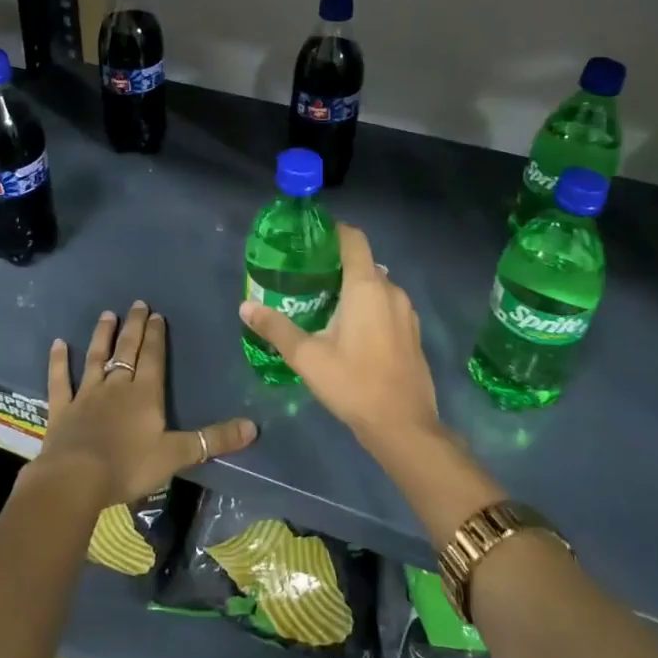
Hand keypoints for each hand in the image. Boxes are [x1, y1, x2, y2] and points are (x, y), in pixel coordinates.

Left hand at [34, 301, 257, 508]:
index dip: (157, 336)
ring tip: (107, 315)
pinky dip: (59, 361)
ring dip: (102, 336)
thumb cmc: (129, 466)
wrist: (76, 479)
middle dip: (134, 327)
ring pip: (96, 358)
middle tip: (137, 304)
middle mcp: (116, 386)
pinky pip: (60, 380)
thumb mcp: (177, 455)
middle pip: (127, 350)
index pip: (153, 358)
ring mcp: (86, 395)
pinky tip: (58, 344)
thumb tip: (253, 427)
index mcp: (145, 394)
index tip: (157, 314)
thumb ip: (213, 440)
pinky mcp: (62, 409)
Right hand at [240, 223, 439, 450]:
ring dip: (352, 288)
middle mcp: (391, 290)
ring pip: (376, 285)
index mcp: (367, 286)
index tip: (310, 238)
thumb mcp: (307, 356)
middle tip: (306, 275)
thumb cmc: (353, 383)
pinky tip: (349, 329)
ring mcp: (406, 312)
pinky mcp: (412, 332)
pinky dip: (368, 306)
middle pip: (363, 262)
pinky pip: (387, 305)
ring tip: (323, 302)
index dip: (333, 231)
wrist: (403, 426)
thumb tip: (245, 307)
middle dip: (336, 264)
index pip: (354, 239)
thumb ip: (276, 328)